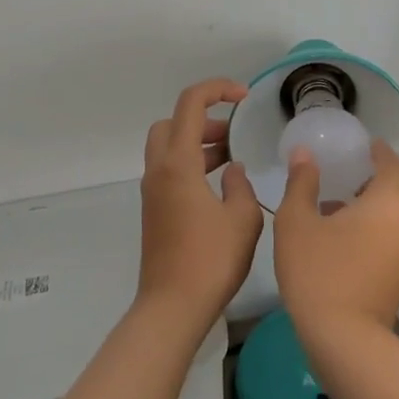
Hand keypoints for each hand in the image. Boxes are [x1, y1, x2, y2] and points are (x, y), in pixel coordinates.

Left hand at [137, 78, 262, 327]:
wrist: (171, 308)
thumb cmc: (210, 261)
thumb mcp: (242, 219)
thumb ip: (241, 185)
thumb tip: (232, 170)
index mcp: (178, 163)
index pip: (191, 103)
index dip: (217, 89)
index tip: (244, 97)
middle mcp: (159, 170)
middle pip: (172, 122)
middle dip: (203, 118)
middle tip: (232, 133)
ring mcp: (153, 191)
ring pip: (169, 146)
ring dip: (198, 142)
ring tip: (231, 158)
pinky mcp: (154, 210)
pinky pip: (170, 170)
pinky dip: (192, 164)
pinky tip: (219, 186)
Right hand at [274, 137, 398, 343]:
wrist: (344, 342)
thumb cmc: (319, 271)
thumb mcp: (297, 221)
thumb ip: (302, 182)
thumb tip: (304, 154)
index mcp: (389, 202)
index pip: (391, 163)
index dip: (375, 150)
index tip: (358, 143)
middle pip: (392, 190)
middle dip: (367, 178)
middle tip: (338, 169)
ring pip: (390, 217)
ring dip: (366, 206)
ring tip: (331, 203)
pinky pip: (388, 239)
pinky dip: (369, 229)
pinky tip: (337, 237)